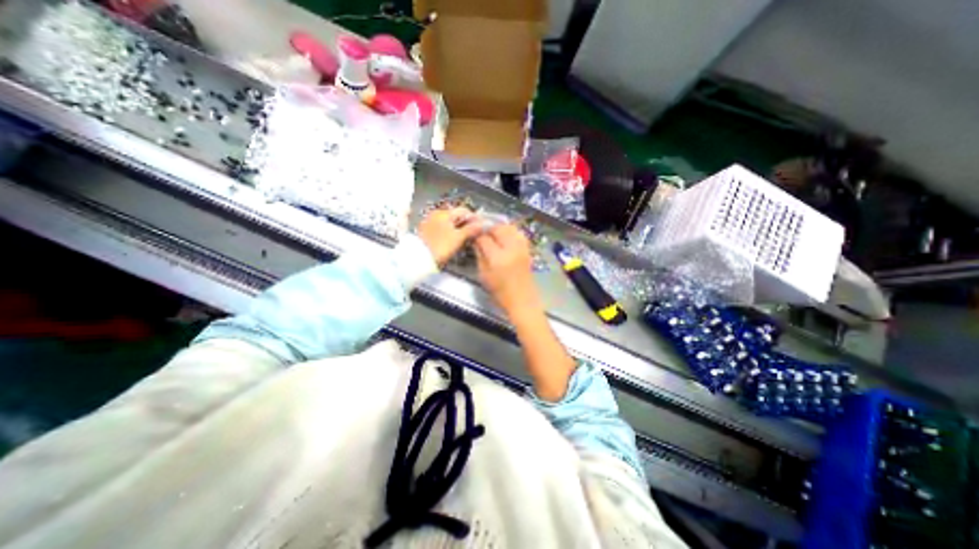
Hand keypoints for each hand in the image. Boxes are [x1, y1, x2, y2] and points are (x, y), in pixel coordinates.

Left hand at [416, 205, 484, 264]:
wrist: (419, 259)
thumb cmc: (441, 247)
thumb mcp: (458, 238)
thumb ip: (471, 229)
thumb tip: (483, 223)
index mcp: (444, 213)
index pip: (464, 210)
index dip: (474, 218)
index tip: (481, 228)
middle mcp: (435, 214)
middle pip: (455, 216)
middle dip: (466, 224)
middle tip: (474, 235)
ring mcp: (429, 222)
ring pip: (448, 222)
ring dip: (457, 228)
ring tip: (464, 239)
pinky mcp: (425, 231)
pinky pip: (441, 228)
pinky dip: (448, 232)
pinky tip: (452, 241)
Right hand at [477, 223, 542, 317]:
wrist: (523, 301)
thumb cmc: (500, 293)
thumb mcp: (484, 275)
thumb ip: (479, 255)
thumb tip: (476, 241)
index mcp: (497, 258)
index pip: (484, 237)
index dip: (477, 235)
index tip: (472, 235)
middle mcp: (511, 249)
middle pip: (498, 228)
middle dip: (488, 228)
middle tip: (482, 232)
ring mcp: (521, 248)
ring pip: (509, 227)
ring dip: (499, 227)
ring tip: (492, 233)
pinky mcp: (527, 250)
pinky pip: (518, 233)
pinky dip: (510, 231)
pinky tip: (504, 236)